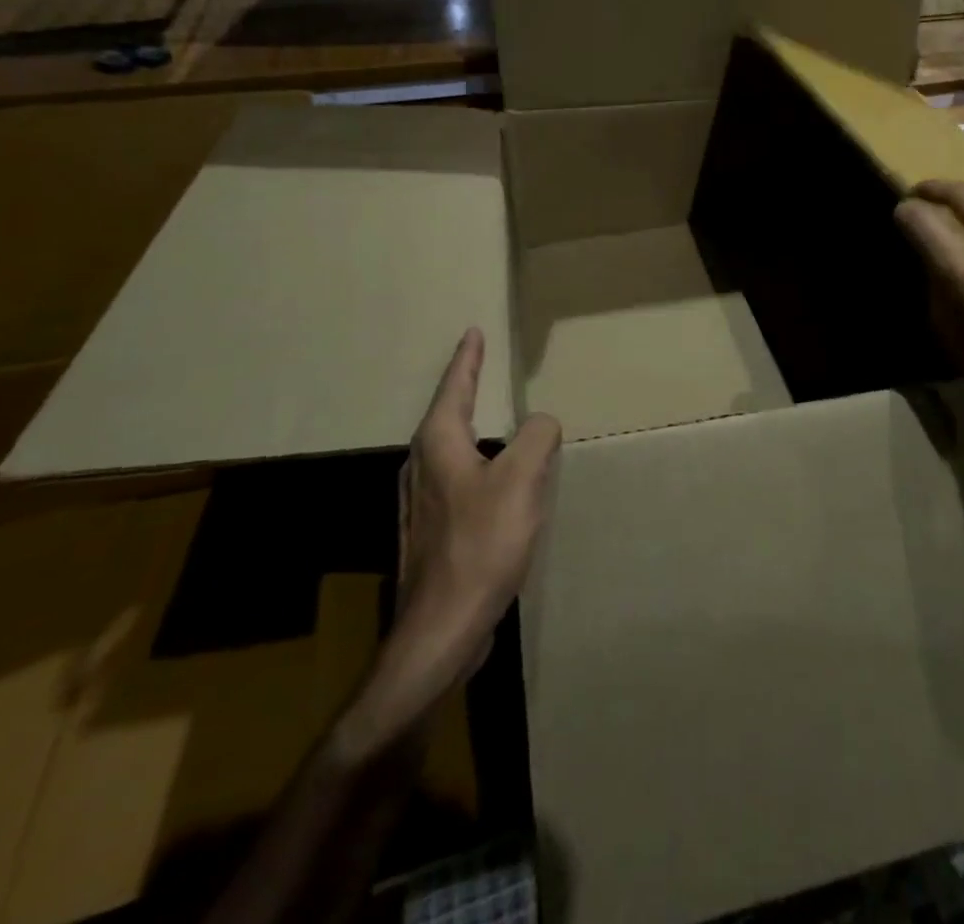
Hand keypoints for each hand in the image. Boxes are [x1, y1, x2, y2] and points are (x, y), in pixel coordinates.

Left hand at [337, 328, 561, 761]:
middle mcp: (421, 468)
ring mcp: (422, 504)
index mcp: (438, 445)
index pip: (455, 387)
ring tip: (492, 418)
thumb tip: (541, 423)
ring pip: (448, 450)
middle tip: (482, 368)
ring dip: (469, 427)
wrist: (440, 631)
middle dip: (463, 390)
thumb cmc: (480, 546)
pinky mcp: (431, 534)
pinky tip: (493, 482)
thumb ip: (537, 437)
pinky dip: (477, 465)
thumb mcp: (521, 481)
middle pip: (444, 415)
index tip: (472, 333)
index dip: (468, 359)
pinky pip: (457, 481)